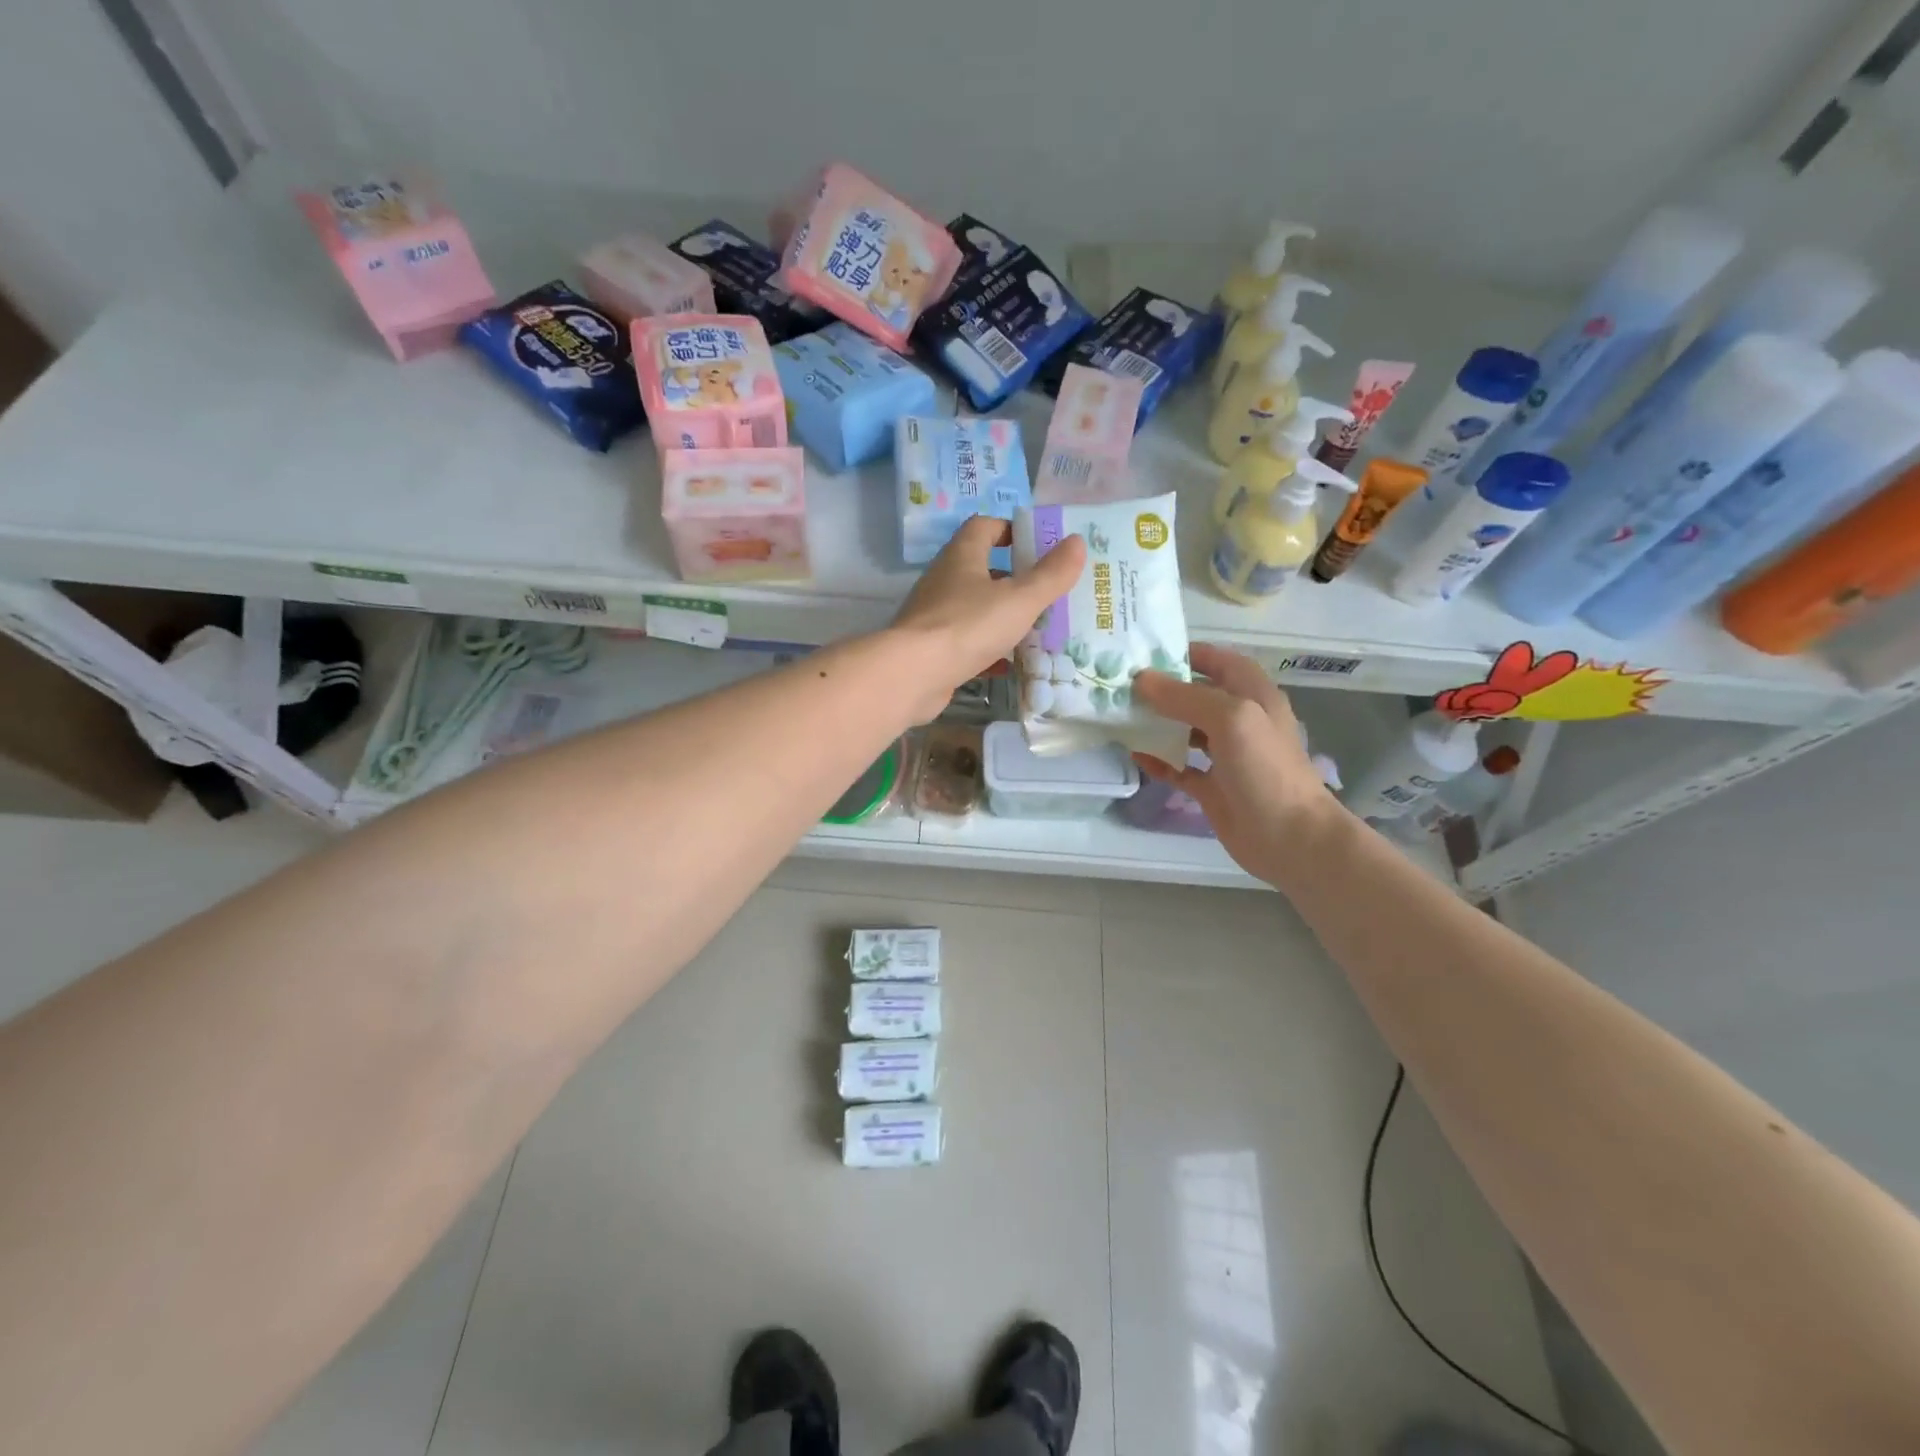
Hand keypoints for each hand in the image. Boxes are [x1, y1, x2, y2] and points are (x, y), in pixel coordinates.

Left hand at [889, 516, 1086, 721]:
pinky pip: (965, 641)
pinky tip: (1008, 663)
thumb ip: (1050, 574)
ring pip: (974, 607)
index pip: (985, 526)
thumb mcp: (1019, 599)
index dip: (1011, 529)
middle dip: (1013, 577)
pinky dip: (987, 648)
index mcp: (962, 556)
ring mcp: (934, 615)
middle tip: (1046, 591)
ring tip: (1035, 628)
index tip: (1039, 545)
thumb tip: (1077, 541)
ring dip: (1001, 615)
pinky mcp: (931, 648)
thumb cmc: (968, 626)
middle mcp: (944, 580)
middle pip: (981, 568)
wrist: (912, 674)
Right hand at [1132, 643, 1350, 886]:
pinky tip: (1136, 755)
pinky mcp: (1213, 787)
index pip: (1219, 662)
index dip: (1188, 653)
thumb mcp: (1230, 718)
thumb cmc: (1265, 769)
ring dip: (1157, 723)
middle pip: (1197, 695)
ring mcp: (1226, 756)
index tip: (1146, 652)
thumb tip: (1142, 680)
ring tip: (1121, 716)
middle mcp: (1240, 721)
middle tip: (1122, 685)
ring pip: (1186, 730)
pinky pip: (1180, 767)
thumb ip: (1185, 696)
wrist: (1290, 837)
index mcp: (1253, 696)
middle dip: (1163, 689)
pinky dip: (1159, 760)